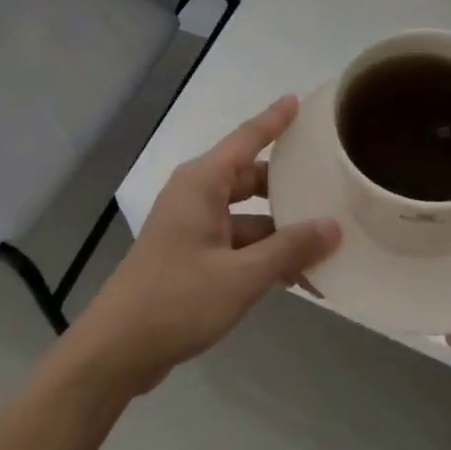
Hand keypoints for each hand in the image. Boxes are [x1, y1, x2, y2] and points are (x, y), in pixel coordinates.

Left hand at [66, 96, 340, 396]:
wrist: (117, 349)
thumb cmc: (177, 299)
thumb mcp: (241, 276)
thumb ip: (289, 249)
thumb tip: (333, 226)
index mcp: (202, 183)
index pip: (246, 139)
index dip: (274, 120)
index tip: (298, 100)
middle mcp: (196, 196)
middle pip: (251, 179)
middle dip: (288, 186)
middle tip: (331, 185)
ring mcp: (192, 227)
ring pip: (247, 216)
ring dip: (280, 231)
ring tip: (327, 242)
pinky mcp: (191, 256)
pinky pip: (236, 243)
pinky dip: (262, 254)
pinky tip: (296, 275)